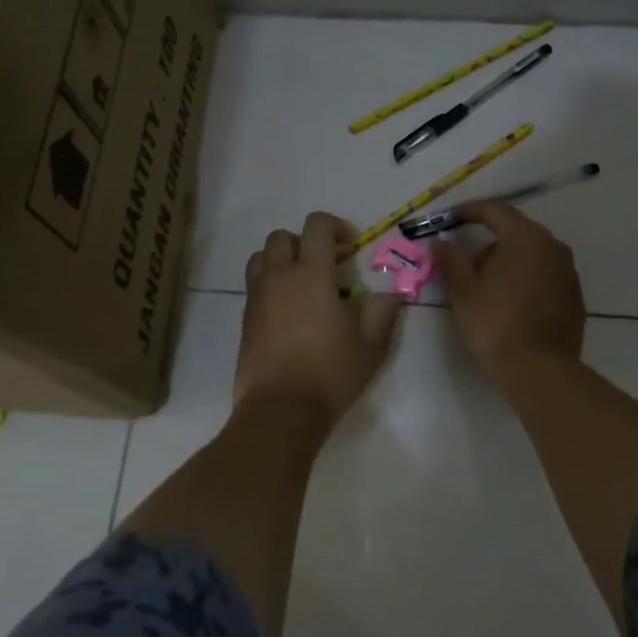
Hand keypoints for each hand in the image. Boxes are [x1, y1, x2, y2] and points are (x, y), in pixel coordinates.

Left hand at [235, 212, 403, 433]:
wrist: (280, 410)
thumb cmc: (330, 373)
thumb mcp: (370, 344)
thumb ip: (382, 311)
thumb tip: (391, 293)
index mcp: (311, 274)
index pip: (317, 226)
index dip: (335, 226)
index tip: (351, 246)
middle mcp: (279, 277)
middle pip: (282, 237)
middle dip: (305, 242)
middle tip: (326, 264)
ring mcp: (257, 297)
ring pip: (262, 257)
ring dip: (282, 259)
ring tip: (302, 283)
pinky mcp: (245, 319)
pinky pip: (255, 285)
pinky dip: (271, 284)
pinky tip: (290, 311)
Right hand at [431, 200, 585, 374]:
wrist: (539, 370)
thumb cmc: (495, 323)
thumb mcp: (463, 291)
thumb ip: (450, 260)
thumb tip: (438, 242)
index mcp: (525, 237)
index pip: (496, 210)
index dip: (471, 211)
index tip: (451, 218)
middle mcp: (553, 246)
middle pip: (515, 232)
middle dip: (489, 243)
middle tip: (466, 265)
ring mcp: (568, 271)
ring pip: (532, 255)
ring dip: (508, 263)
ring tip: (487, 289)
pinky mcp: (575, 296)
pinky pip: (545, 276)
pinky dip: (526, 280)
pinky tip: (511, 305)